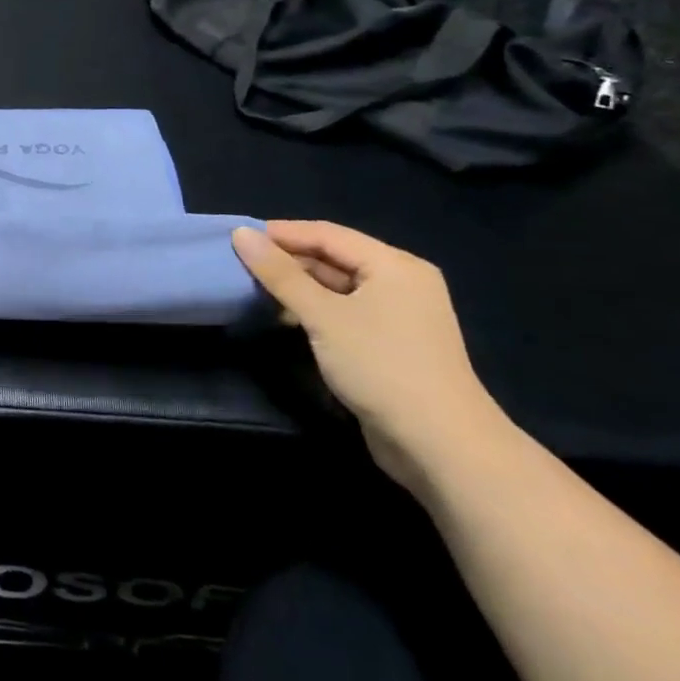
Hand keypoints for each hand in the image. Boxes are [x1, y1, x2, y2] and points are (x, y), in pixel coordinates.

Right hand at [232, 221, 509, 497]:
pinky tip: (286, 318)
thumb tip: (241, 234)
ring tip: (255, 289)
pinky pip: (346, 311)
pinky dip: (315, 310)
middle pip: (334, 257)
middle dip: (288, 260)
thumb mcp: (322, 315)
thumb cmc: (381, 366)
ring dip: (298, 287)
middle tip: (241, 264)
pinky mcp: (393, 344)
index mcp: (394, 265)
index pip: (327, 234)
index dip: (281, 233)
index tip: (237, 238)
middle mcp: (402, 283)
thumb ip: (280, 274)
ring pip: (338, 286)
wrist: (442, 448)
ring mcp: (400, 315)